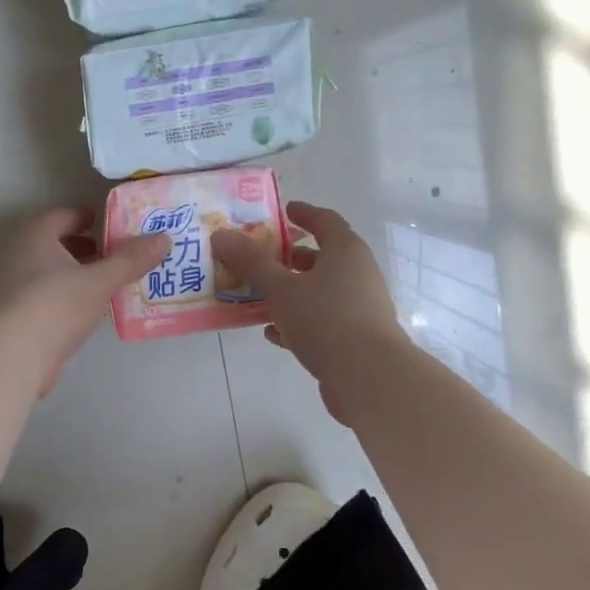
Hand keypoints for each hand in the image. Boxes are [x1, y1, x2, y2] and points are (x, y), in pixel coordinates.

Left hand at [0, 209, 169, 394]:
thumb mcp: (100, 281)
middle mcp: (19, 257)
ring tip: (105, 283)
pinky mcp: (16, 318)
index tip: (104, 222)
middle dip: (82, 247)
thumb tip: (164, 238)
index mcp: (36, 238)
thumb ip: (131, 260)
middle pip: (54, 244)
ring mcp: (13, 289)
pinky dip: (67, 298)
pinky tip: (87, 312)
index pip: (60, 216)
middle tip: (111, 253)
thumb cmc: (56, 305)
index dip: (83, 216)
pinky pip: (46, 298)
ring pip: (49, 272)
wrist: (13, 355)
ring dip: (75, 274)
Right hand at [212, 201, 407, 424]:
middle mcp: (357, 274)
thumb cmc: (326, 320)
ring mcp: (359, 307)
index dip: (303, 214)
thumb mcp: (281, 289)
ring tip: (257, 295)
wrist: (369, 377)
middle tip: (259, 257)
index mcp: (345, 252)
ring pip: (319, 291)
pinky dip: (298, 320)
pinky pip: (321, 320)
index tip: (283, 211)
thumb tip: (221, 234)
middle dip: (289, 257)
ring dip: (291, 291)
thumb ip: (251, 262)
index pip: (325, 221)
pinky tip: (272, 332)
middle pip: (322, 257)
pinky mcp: (354, 337)